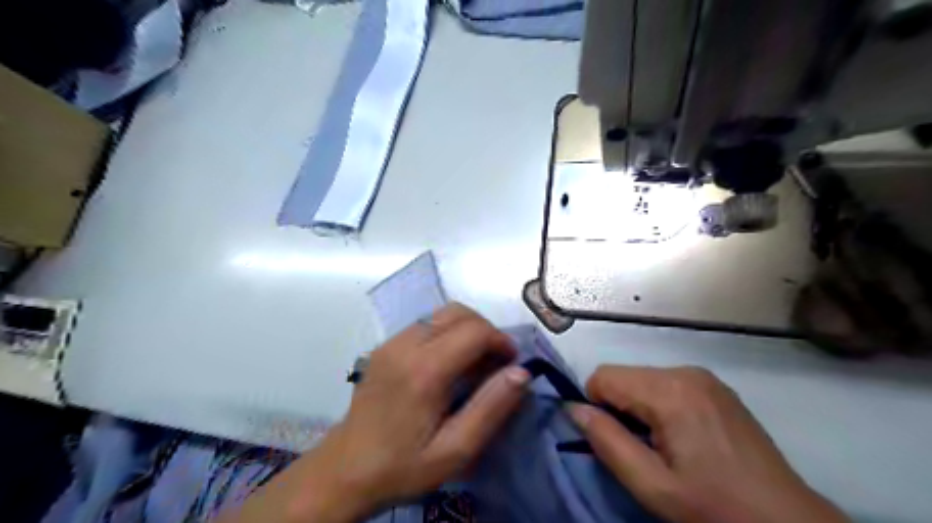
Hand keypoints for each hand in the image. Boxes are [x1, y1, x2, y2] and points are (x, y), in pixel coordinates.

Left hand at [225, 302, 526, 522]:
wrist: (346, 469)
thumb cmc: (403, 465)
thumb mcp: (455, 451)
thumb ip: (491, 409)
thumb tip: (521, 373)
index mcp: (424, 370)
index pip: (474, 331)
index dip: (500, 340)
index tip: (511, 363)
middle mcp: (406, 345)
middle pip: (458, 312)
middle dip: (486, 330)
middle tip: (495, 361)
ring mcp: (391, 342)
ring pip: (441, 314)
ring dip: (467, 329)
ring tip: (474, 362)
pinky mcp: (385, 346)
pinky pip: (425, 324)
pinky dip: (447, 332)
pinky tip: (448, 363)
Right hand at [569, 365, 849, 522]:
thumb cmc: (714, 507)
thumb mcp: (652, 485)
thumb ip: (606, 441)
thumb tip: (573, 408)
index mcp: (669, 390)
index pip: (603, 376)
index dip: (596, 406)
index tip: (614, 441)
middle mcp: (685, 371)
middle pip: (623, 376)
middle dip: (619, 408)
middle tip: (641, 449)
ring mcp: (704, 377)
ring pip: (643, 379)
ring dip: (639, 408)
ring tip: (663, 446)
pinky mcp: (716, 387)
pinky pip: (667, 384)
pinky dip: (660, 405)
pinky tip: (682, 437)